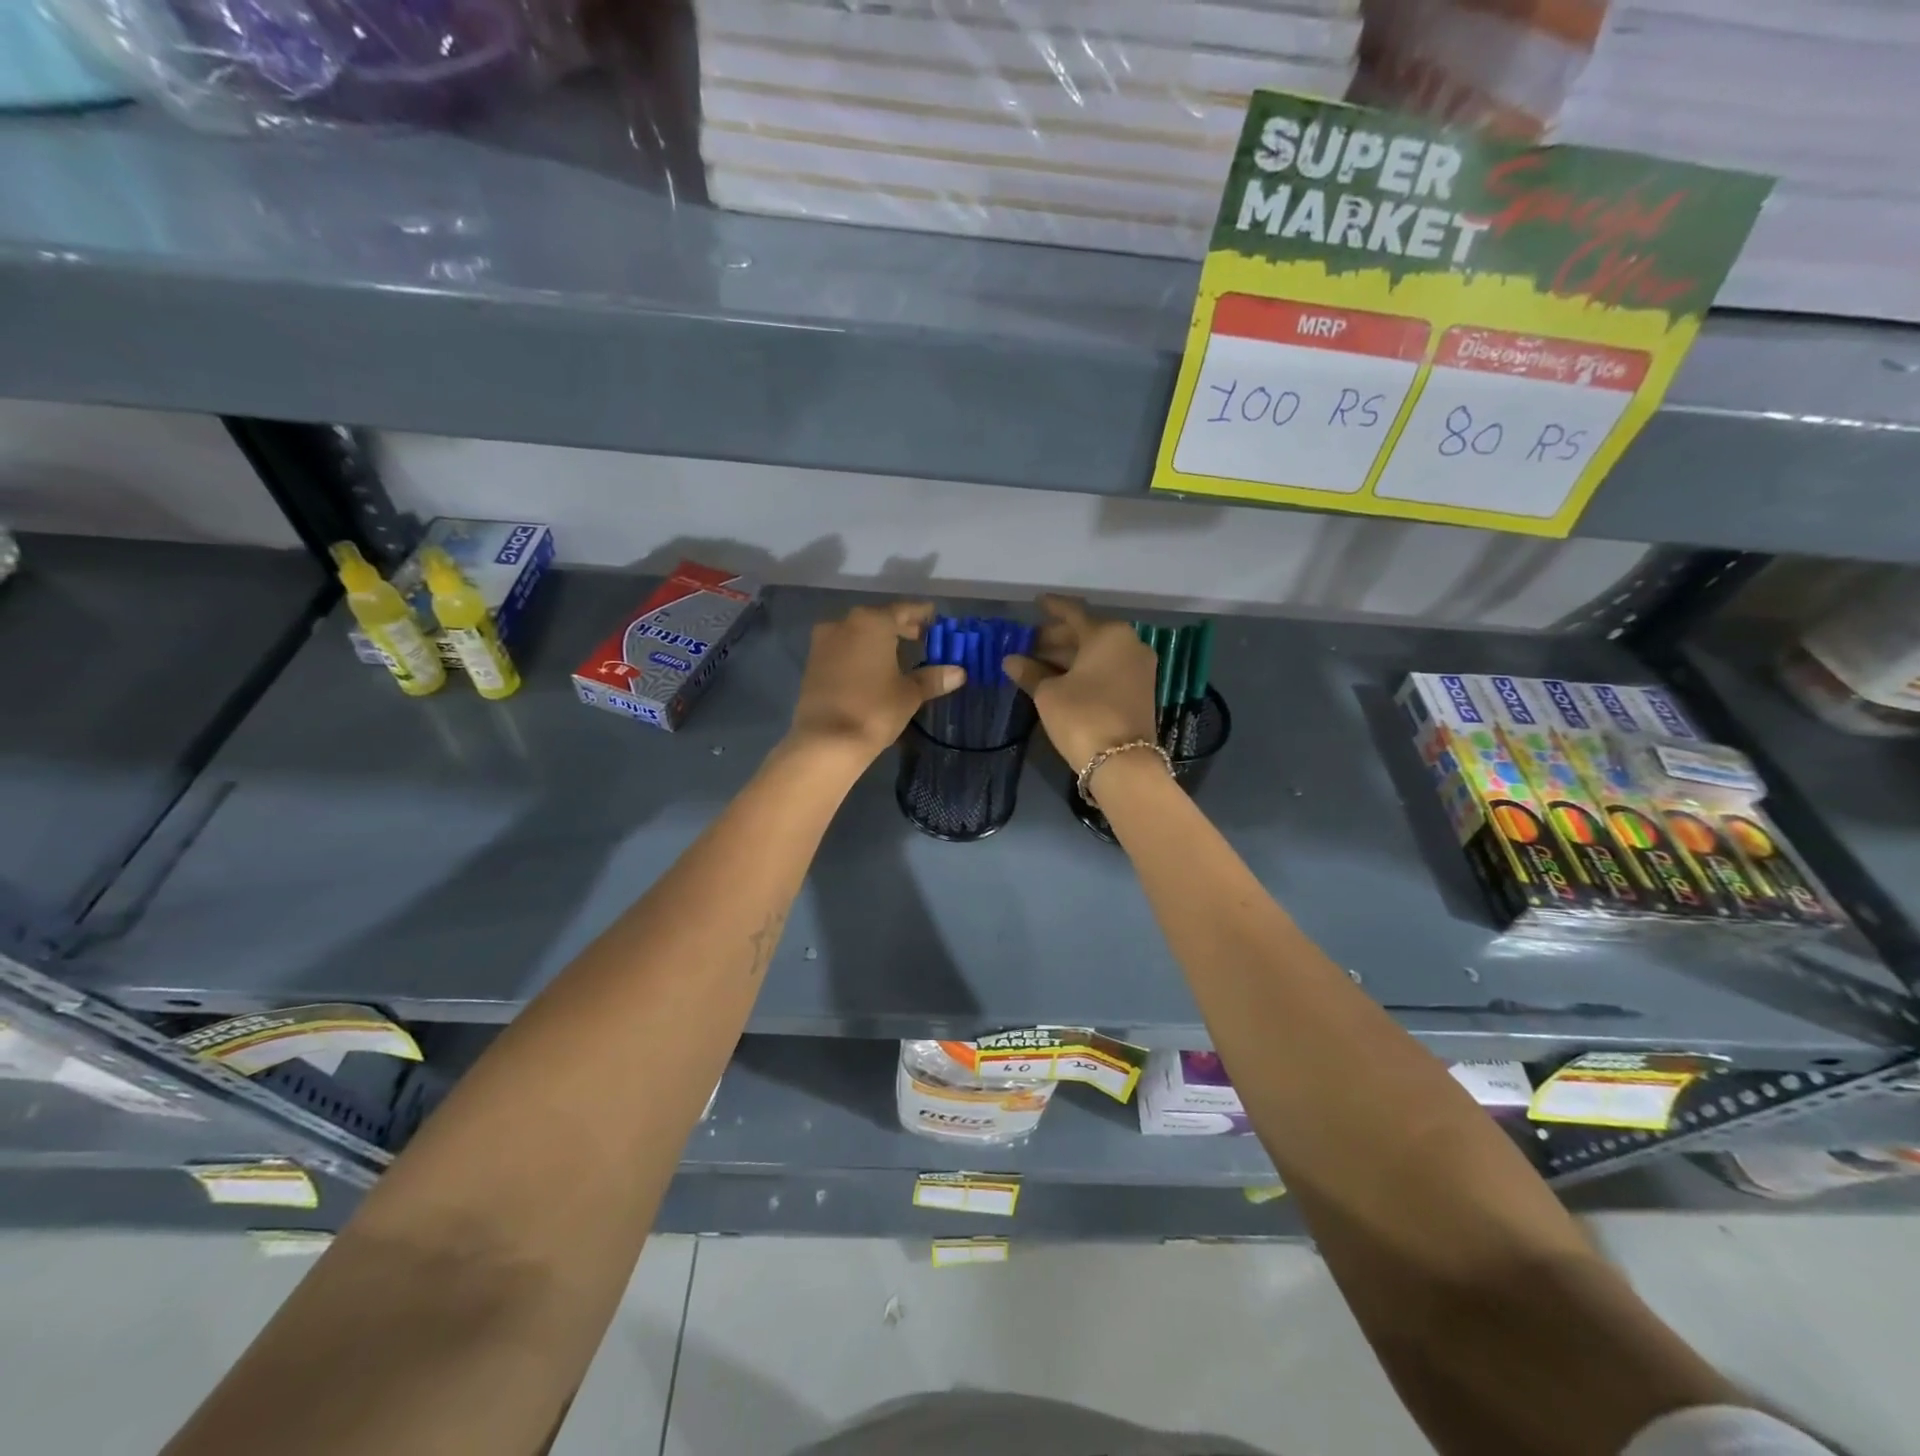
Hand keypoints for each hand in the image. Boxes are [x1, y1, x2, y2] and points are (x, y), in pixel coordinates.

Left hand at [787, 601, 963, 764]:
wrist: (825, 741)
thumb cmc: (874, 710)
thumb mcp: (909, 694)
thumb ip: (933, 678)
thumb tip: (959, 672)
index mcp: (872, 622)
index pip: (903, 610)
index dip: (921, 614)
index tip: (935, 618)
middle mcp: (844, 624)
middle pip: (879, 619)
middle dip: (900, 627)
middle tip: (921, 637)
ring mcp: (823, 643)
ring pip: (858, 633)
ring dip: (878, 640)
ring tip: (899, 655)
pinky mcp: (813, 663)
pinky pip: (843, 648)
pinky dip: (860, 652)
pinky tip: (873, 668)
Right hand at [1003, 594, 1159, 773]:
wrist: (1122, 762)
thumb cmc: (1081, 717)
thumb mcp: (1048, 693)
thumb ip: (1030, 672)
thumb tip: (1010, 660)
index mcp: (1108, 634)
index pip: (1073, 613)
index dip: (1052, 608)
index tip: (1037, 603)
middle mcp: (1129, 643)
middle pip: (1086, 633)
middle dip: (1056, 637)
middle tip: (1028, 644)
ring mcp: (1138, 667)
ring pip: (1097, 653)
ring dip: (1068, 656)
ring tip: (1037, 663)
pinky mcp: (1139, 689)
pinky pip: (1107, 668)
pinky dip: (1084, 669)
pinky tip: (1060, 678)